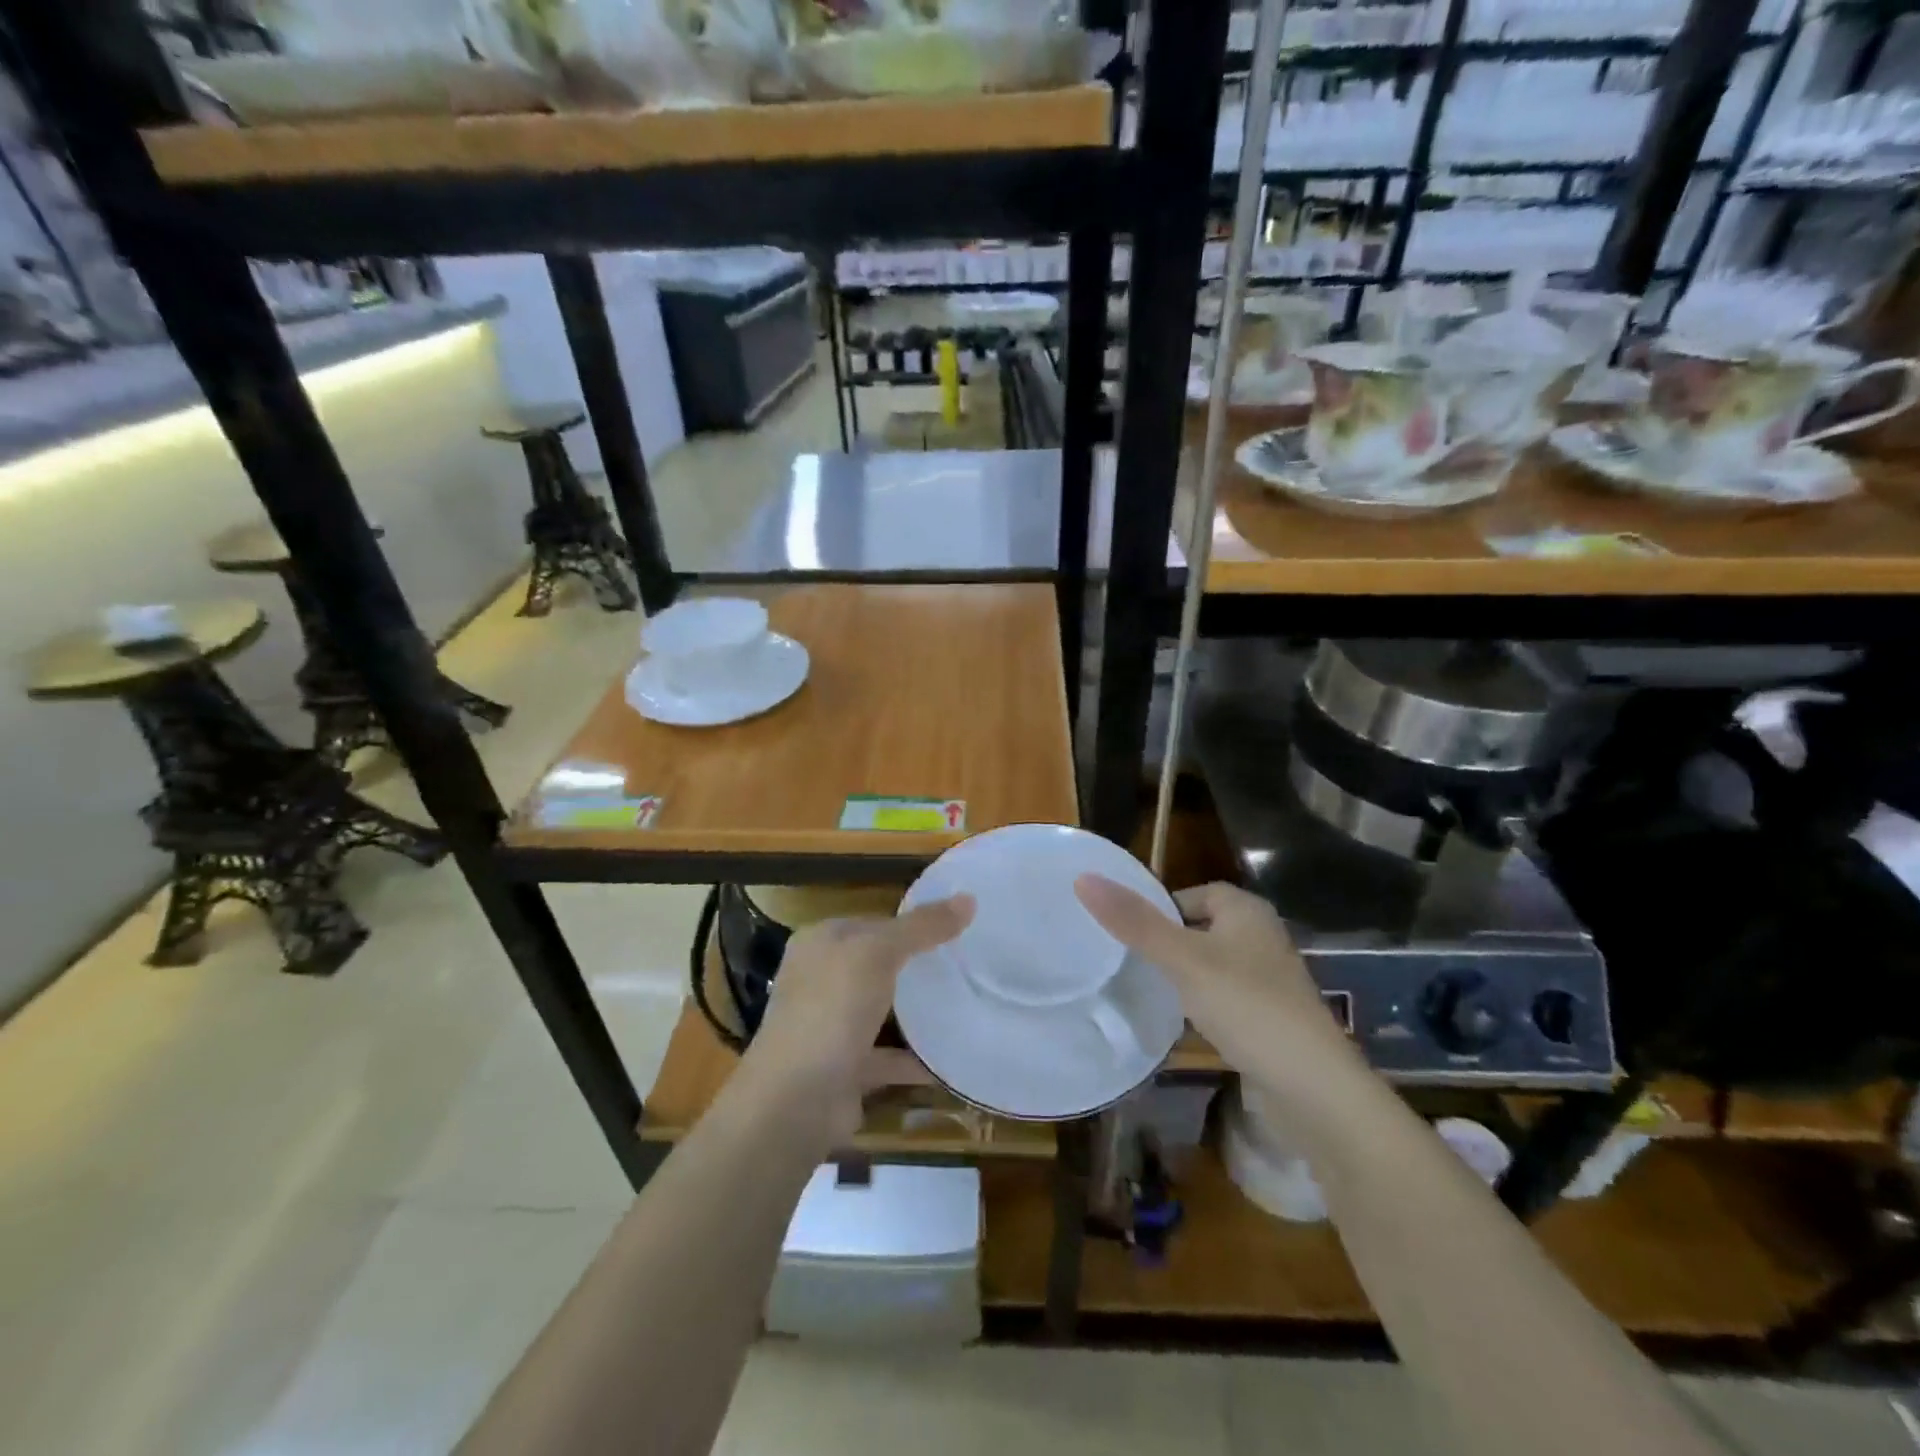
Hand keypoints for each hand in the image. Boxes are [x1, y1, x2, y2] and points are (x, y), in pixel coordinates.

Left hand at [736, 895, 973, 1148]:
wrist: (796, 1101)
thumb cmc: (832, 1009)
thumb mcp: (879, 953)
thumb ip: (922, 926)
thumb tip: (969, 897)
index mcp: (819, 944)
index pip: (872, 922)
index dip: (911, 922)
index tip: (956, 927)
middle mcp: (820, 981)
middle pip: (877, 965)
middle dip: (917, 966)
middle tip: (968, 964)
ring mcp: (830, 1027)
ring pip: (882, 1011)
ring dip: (917, 1013)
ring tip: (966, 1003)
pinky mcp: (844, 1069)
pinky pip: (888, 1057)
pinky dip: (916, 1059)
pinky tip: (952, 1058)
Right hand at [1074, 876, 1353, 1078]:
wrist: (1313, 1090)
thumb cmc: (1247, 1006)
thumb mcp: (1183, 960)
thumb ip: (1135, 922)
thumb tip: (1083, 878)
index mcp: (1247, 913)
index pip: (1197, 893)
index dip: (1162, 905)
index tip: (1126, 928)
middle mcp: (1261, 940)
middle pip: (1202, 929)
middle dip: (1167, 942)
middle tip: (1125, 958)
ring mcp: (1267, 983)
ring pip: (1211, 967)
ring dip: (1182, 976)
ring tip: (1142, 989)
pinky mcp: (1268, 1021)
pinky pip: (1223, 1001)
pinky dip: (1199, 1007)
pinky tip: (1177, 1024)